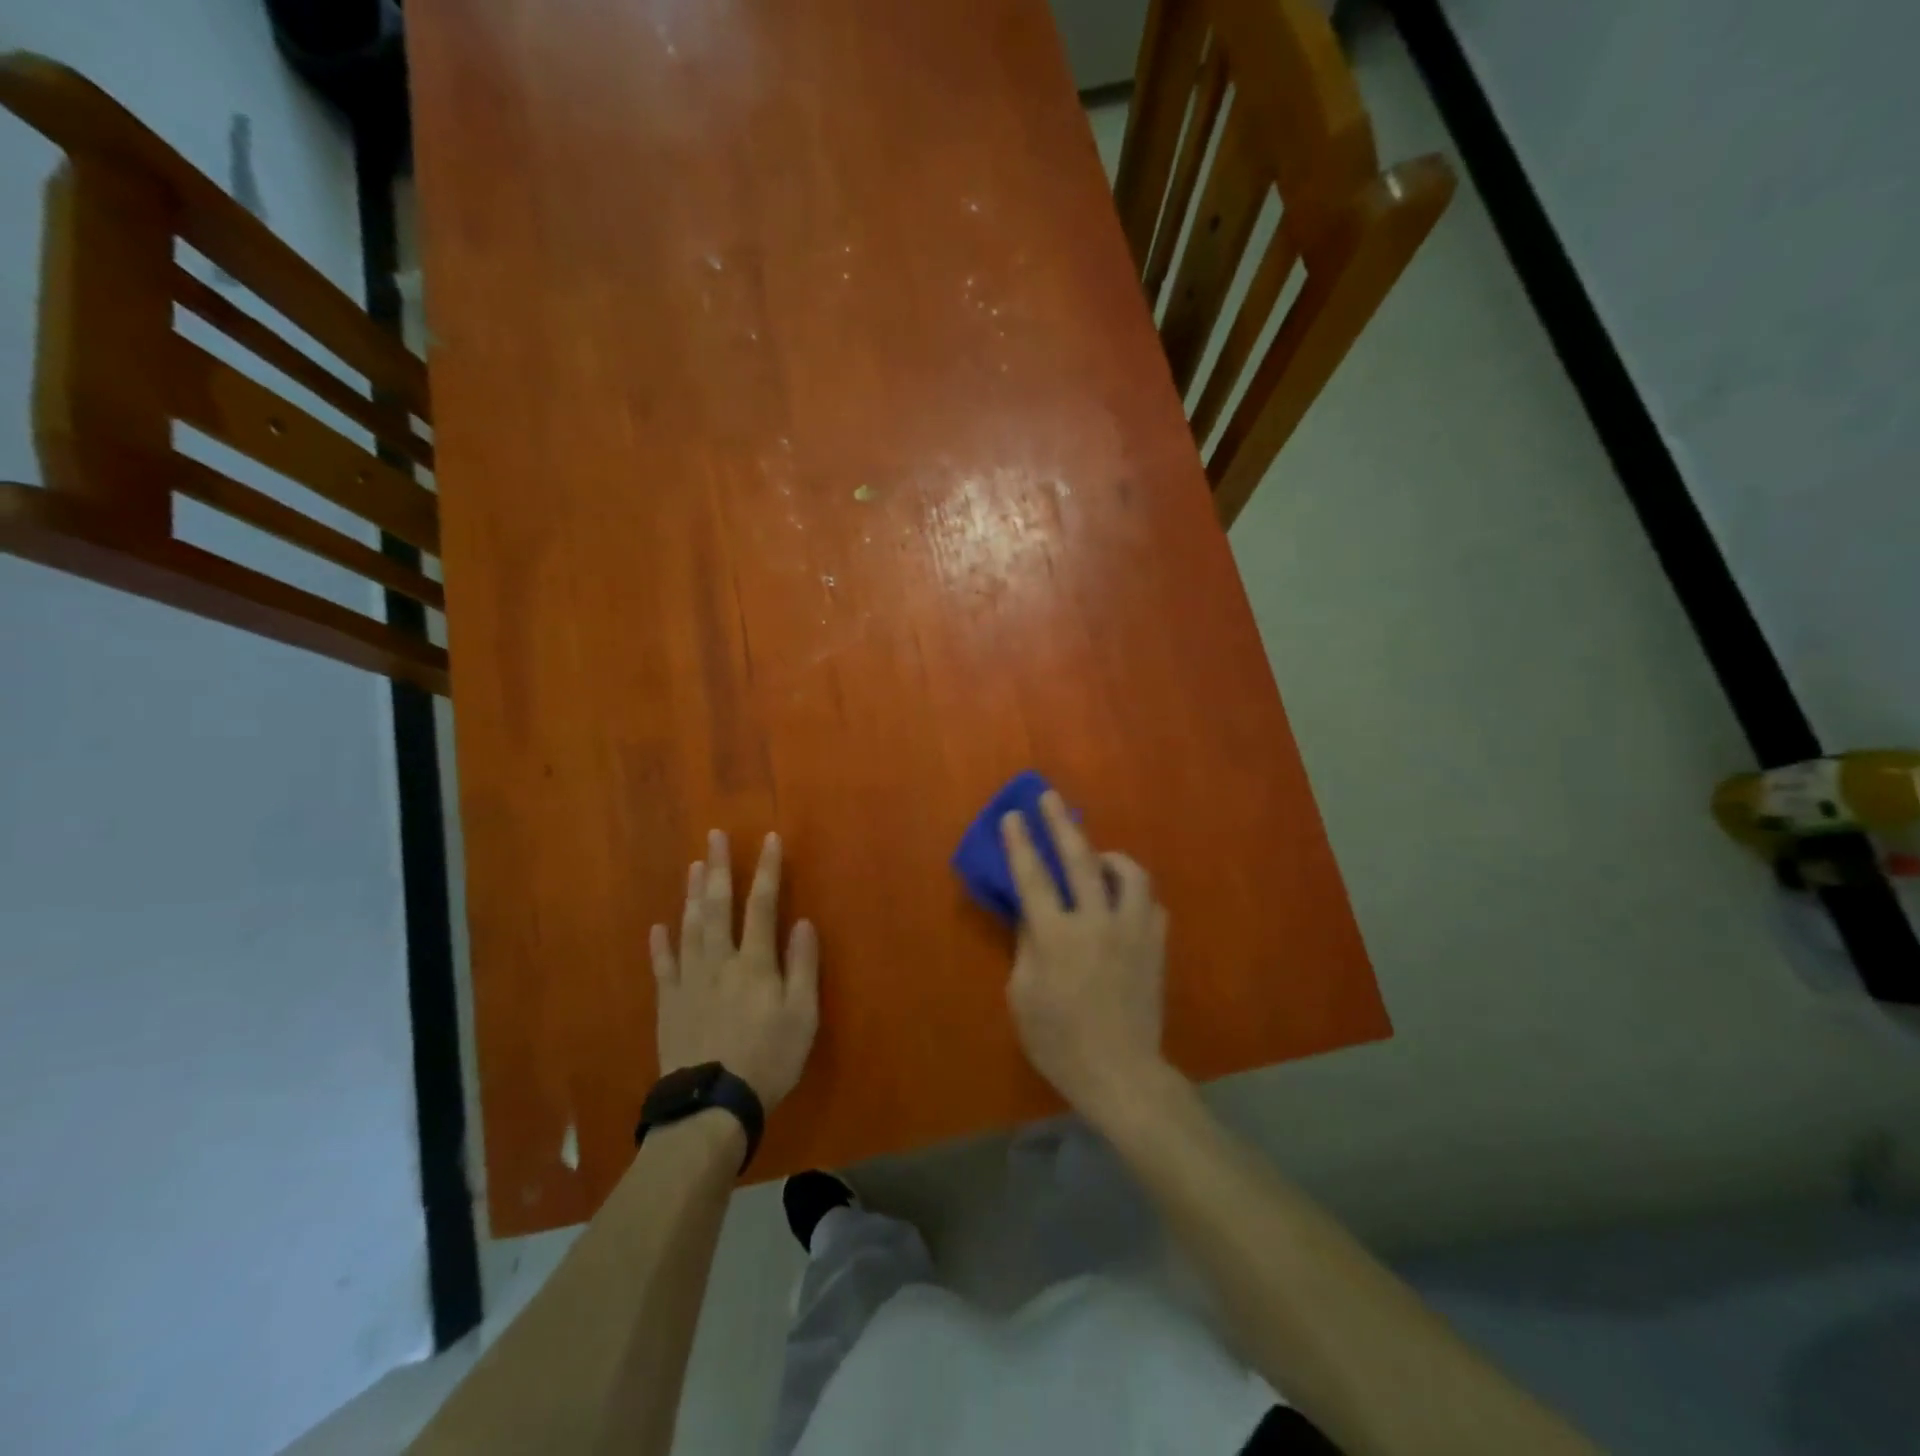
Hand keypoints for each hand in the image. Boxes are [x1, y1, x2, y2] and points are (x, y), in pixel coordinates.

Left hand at [651, 830, 819, 1111]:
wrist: (711, 1105)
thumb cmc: (768, 1059)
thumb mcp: (802, 1016)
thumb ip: (802, 966)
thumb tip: (802, 922)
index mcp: (755, 963)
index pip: (763, 905)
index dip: (767, 870)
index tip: (768, 839)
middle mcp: (720, 961)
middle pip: (718, 906)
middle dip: (719, 868)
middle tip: (714, 836)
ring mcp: (689, 981)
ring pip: (690, 927)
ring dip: (692, 894)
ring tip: (693, 866)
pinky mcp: (668, 1004)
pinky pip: (663, 966)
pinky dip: (661, 944)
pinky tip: (659, 926)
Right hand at [1001, 792, 1168, 1121]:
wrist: (1121, 1073)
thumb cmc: (1060, 1041)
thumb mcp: (1023, 997)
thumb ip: (1026, 946)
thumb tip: (1031, 914)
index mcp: (1056, 937)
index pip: (1033, 877)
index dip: (1020, 843)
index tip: (1013, 815)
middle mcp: (1096, 922)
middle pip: (1078, 859)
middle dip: (1060, 823)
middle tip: (1049, 797)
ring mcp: (1132, 931)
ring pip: (1129, 873)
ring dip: (1110, 856)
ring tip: (1097, 857)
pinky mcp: (1155, 945)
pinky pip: (1150, 903)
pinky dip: (1134, 893)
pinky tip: (1123, 899)